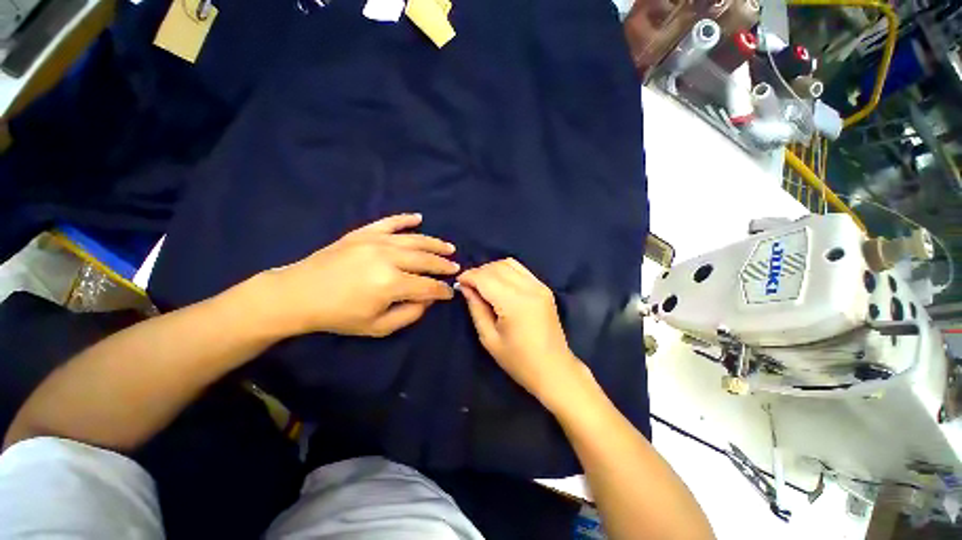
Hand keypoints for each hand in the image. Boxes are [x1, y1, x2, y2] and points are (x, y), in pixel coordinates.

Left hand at [270, 214, 458, 336]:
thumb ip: (409, 314)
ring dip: (434, 244)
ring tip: (448, 247)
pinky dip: (405, 219)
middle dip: (443, 265)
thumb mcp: (377, 327)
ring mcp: (375, 241)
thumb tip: (428, 299)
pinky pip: (389, 222)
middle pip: (426, 260)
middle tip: (456, 267)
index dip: (442, 290)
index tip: (450, 292)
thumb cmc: (339, 315)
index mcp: (391, 284)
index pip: (428, 286)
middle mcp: (388, 258)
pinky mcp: (363, 233)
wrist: (298, 294)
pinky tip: (419, 218)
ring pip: (414, 240)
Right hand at [457, 258, 586, 408]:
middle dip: (479, 272)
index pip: (486, 277)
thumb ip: (476, 308)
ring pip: (510, 263)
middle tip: (469, 285)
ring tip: (483, 284)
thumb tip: (466, 287)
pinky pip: (521, 269)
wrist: (554, 369)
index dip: (469, 276)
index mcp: (515, 303)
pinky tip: (500, 284)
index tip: (459, 282)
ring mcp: (540, 286)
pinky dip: (506, 271)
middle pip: (497, 267)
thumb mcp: (489, 338)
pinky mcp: (545, 288)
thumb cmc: (519, 360)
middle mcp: (529, 288)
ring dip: (492, 269)